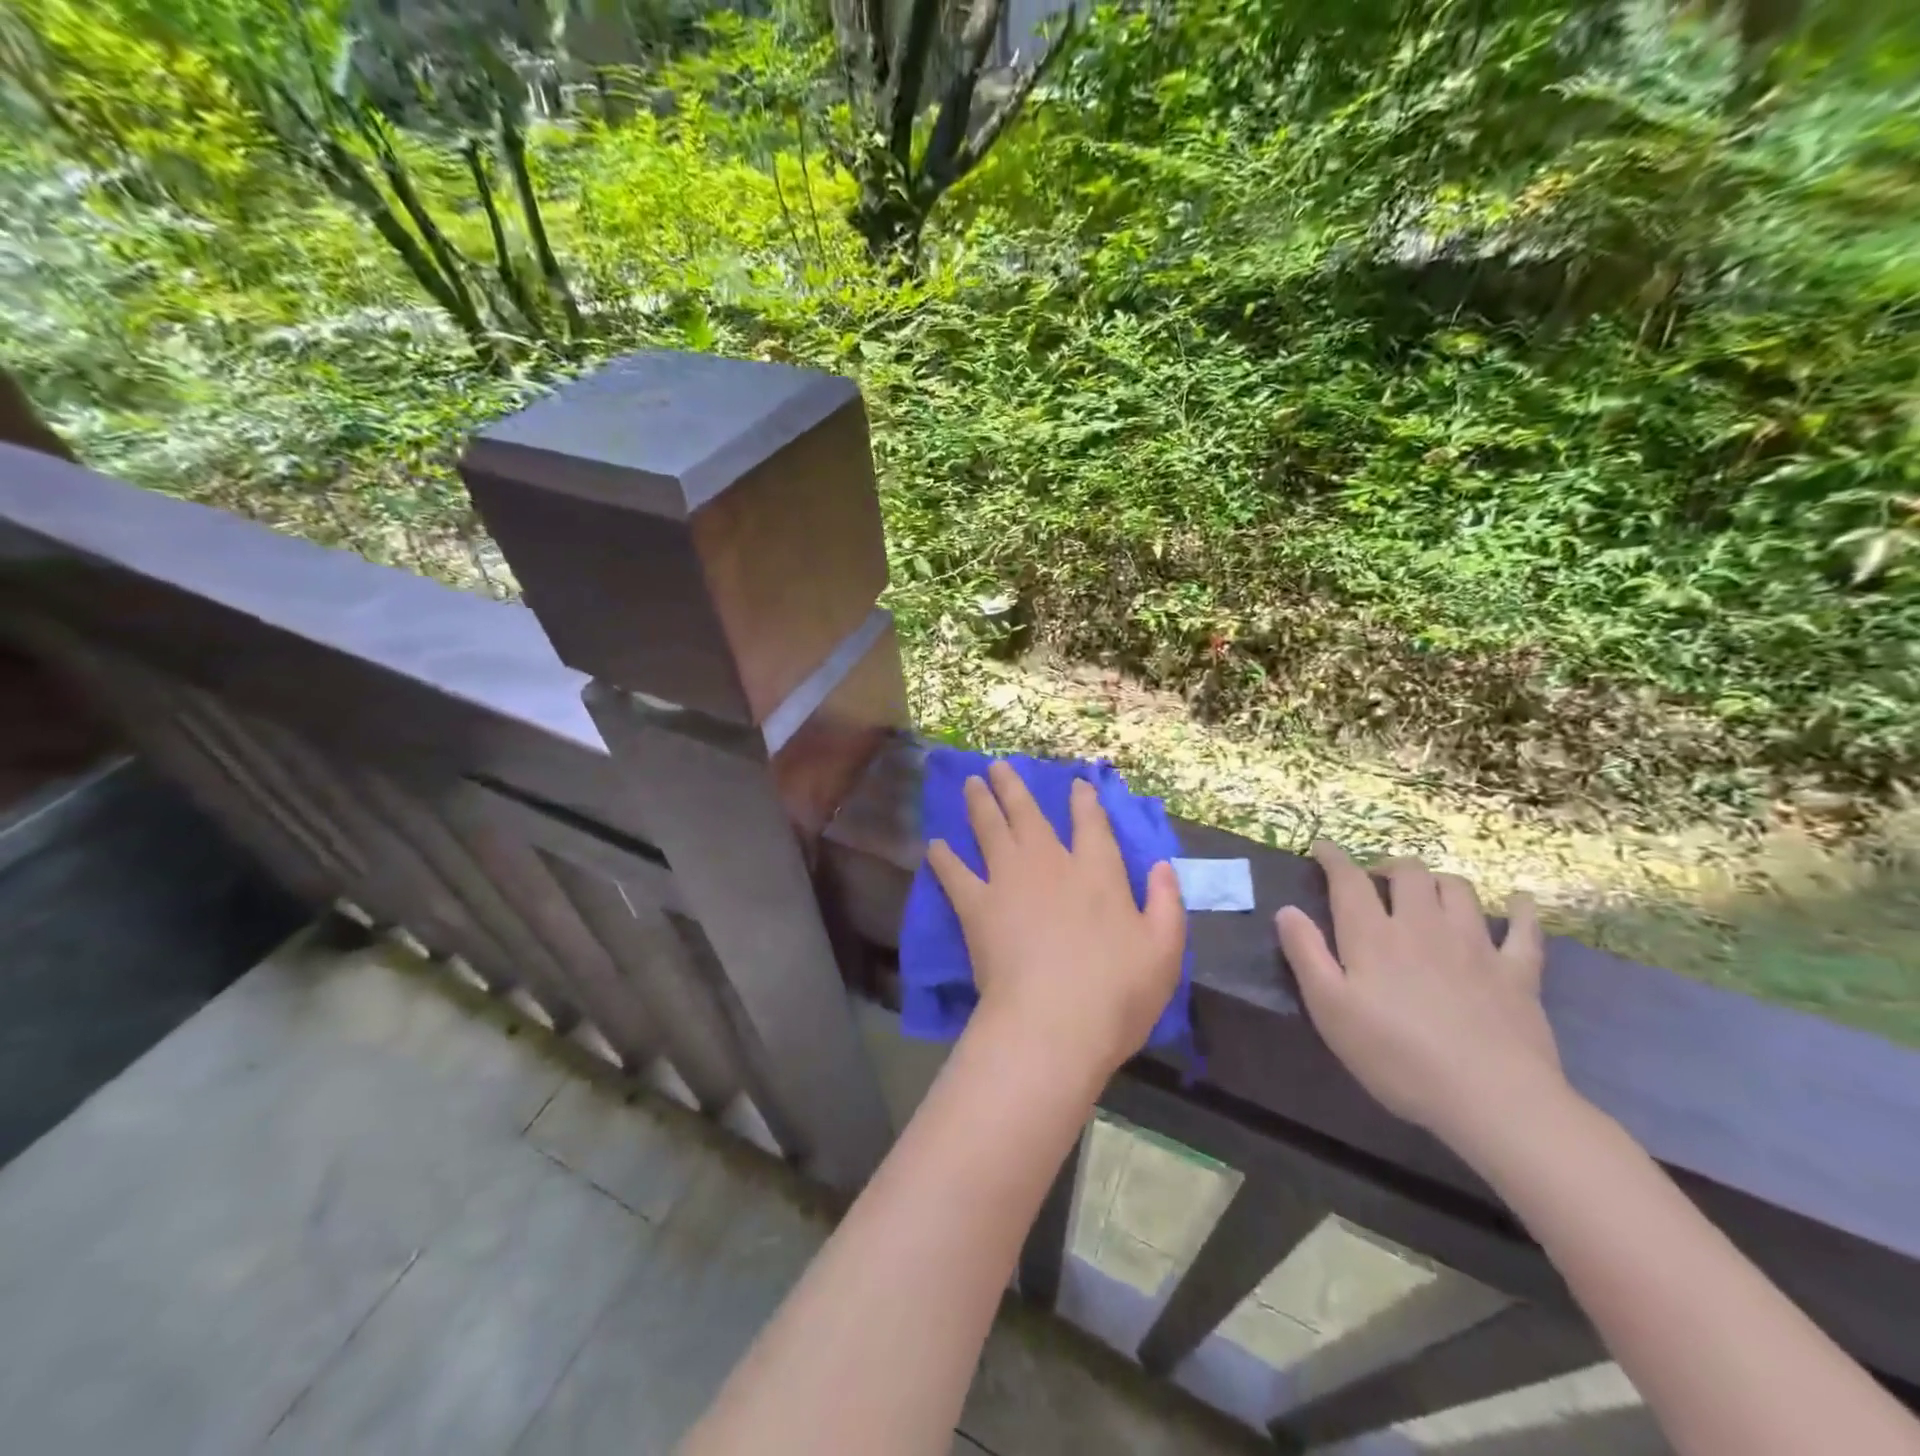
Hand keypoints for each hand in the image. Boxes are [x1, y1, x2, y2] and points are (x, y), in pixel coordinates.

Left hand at [927, 763, 1185, 1083]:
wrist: (1053, 1022)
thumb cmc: (1117, 992)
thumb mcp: (1164, 951)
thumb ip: (1166, 903)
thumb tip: (1163, 866)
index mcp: (1097, 872)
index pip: (1091, 825)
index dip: (1084, 801)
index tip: (1075, 784)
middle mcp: (1050, 864)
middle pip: (1028, 814)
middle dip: (1013, 787)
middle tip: (997, 766)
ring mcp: (1008, 881)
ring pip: (990, 829)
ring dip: (979, 803)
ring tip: (970, 784)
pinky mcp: (976, 907)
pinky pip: (955, 874)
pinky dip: (943, 858)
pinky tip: (935, 845)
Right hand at [1275, 841, 1565, 1154]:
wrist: (1491, 1099)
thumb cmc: (1396, 1056)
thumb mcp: (1329, 1009)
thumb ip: (1306, 954)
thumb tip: (1287, 909)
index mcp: (1373, 935)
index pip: (1349, 880)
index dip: (1333, 858)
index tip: (1322, 848)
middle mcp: (1423, 926)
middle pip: (1408, 873)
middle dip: (1388, 866)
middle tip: (1376, 880)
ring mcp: (1475, 945)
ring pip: (1457, 889)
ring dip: (1437, 880)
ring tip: (1427, 891)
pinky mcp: (1518, 972)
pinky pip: (1524, 929)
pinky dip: (1519, 910)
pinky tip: (1517, 903)